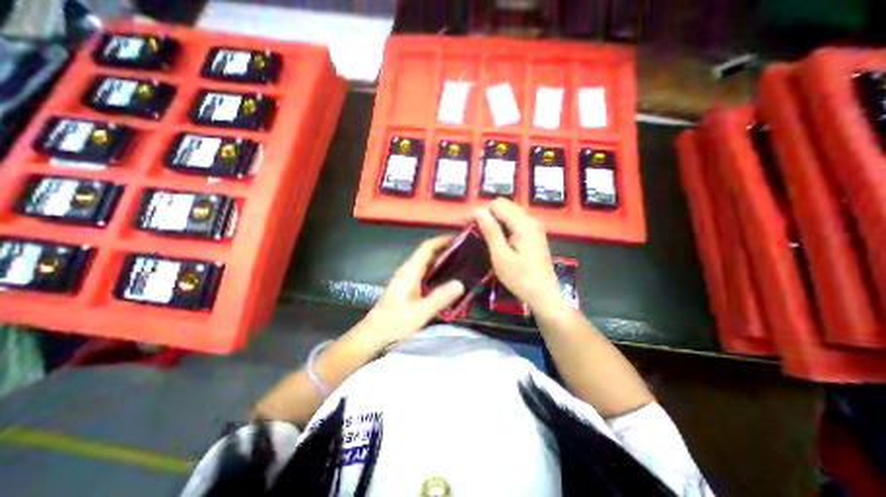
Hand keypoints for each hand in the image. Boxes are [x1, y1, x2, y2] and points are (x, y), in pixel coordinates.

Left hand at [364, 235, 465, 342]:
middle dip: (444, 247)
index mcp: (409, 272)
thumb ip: (440, 298)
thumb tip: (460, 284)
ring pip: (424, 261)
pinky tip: (445, 278)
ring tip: (459, 261)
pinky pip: (423, 271)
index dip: (442, 240)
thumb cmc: (394, 323)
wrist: (373, 335)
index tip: (458, 238)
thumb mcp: (420, 312)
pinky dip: (435, 269)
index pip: (426, 248)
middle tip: (464, 250)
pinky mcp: (405, 286)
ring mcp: (405, 278)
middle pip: (426, 252)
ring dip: (440, 258)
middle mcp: (406, 271)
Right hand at [469, 199, 559, 313]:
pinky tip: (495, 237)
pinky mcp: (533, 234)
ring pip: (509, 212)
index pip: (497, 205)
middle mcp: (530, 220)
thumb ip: (491, 231)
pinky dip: (502, 225)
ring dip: (493, 219)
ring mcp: (534, 227)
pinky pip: (515, 221)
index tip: (466, 223)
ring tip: (480, 232)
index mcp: (523, 224)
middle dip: (486, 213)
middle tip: (472, 228)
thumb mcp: (501, 256)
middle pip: (504, 205)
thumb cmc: (521, 278)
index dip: (480, 211)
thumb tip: (478, 211)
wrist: (544, 295)